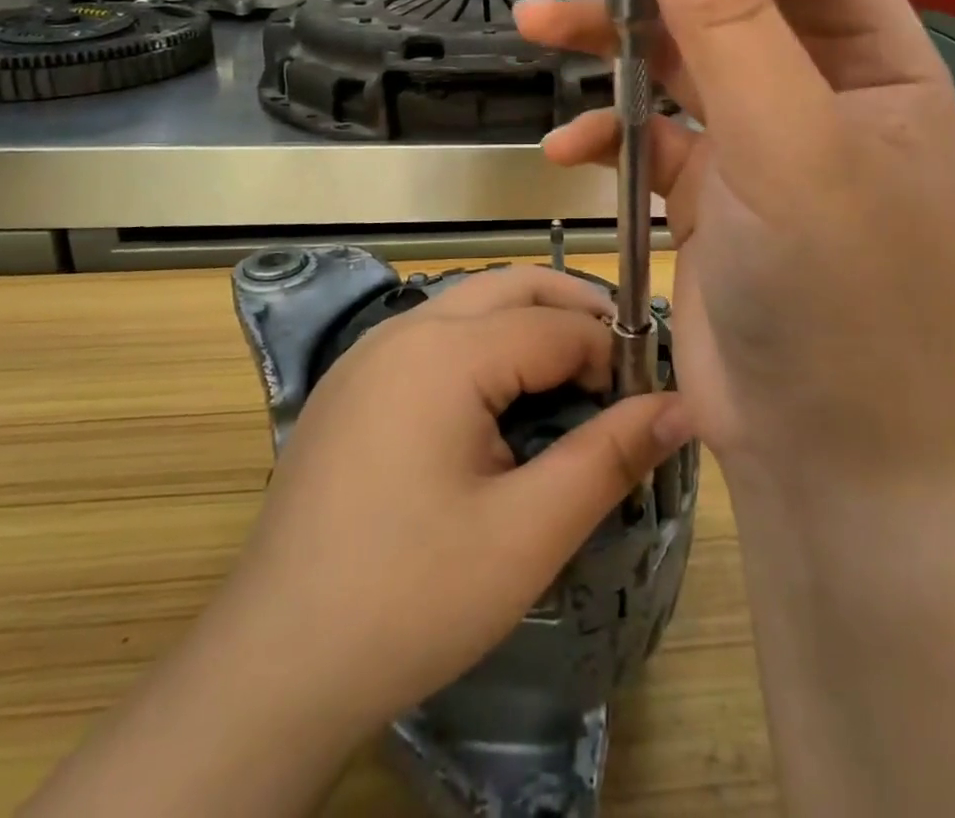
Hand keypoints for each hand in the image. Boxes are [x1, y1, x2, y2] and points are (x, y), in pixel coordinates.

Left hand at [231, 266, 687, 731]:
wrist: (272, 668)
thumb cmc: (410, 598)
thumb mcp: (527, 534)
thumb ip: (609, 458)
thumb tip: (682, 407)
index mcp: (444, 352)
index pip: (556, 326)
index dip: (613, 355)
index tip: (648, 399)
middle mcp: (403, 331)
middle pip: (512, 286)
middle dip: (575, 311)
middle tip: (621, 366)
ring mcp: (368, 354)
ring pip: (470, 304)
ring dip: (529, 323)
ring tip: (573, 379)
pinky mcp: (351, 385)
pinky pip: (434, 335)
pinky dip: (484, 344)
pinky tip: (500, 402)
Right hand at [517, 0, 954, 491]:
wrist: (823, 451)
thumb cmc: (834, 306)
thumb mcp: (789, 153)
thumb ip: (734, 26)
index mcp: (872, 56)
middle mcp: (822, 81)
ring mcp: (767, 133)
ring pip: (681, 49)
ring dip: (613, 34)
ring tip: (541, 21)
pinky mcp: (719, 185)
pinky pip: (659, 126)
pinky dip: (613, 124)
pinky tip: (573, 141)